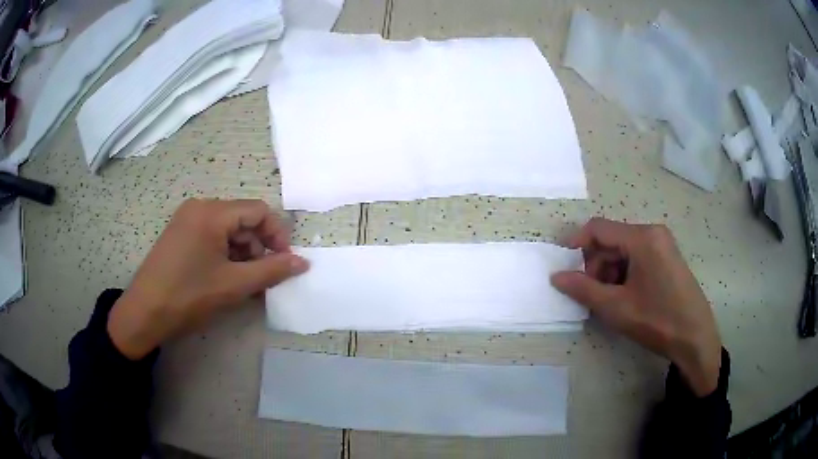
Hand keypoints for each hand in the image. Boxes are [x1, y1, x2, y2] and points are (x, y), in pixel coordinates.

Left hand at [108, 199, 308, 359]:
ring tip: (246, 285)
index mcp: (212, 212)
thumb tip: (303, 262)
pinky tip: (227, 280)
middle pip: (242, 220)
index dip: (277, 236)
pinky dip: (225, 256)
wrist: (144, 313)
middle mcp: (199, 208)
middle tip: (263, 279)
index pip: (258, 211)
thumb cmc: (188, 296)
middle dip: (258, 248)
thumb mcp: (234, 285)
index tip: (284, 264)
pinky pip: (212, 238)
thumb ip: (271, 270)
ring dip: (243, 255)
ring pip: (228, 231)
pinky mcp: (180, 234)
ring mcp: (187, 220)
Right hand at [551, 218, 721, 396]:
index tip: (562, 265)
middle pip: (612, 239)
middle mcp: (653, 233)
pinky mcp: (668, 257)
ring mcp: (663, 244)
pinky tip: (626, 297)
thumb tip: (556, 276)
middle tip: (590, 294)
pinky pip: (638, 257)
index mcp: (642, 238)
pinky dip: (624, 273)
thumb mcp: (616, 308)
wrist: (695, 338)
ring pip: (624, 250)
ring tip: (609, 300)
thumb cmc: (657, 320)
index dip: (576, 243)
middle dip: (595, 264)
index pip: (599, 228)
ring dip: (609, 271)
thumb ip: (583, 289)